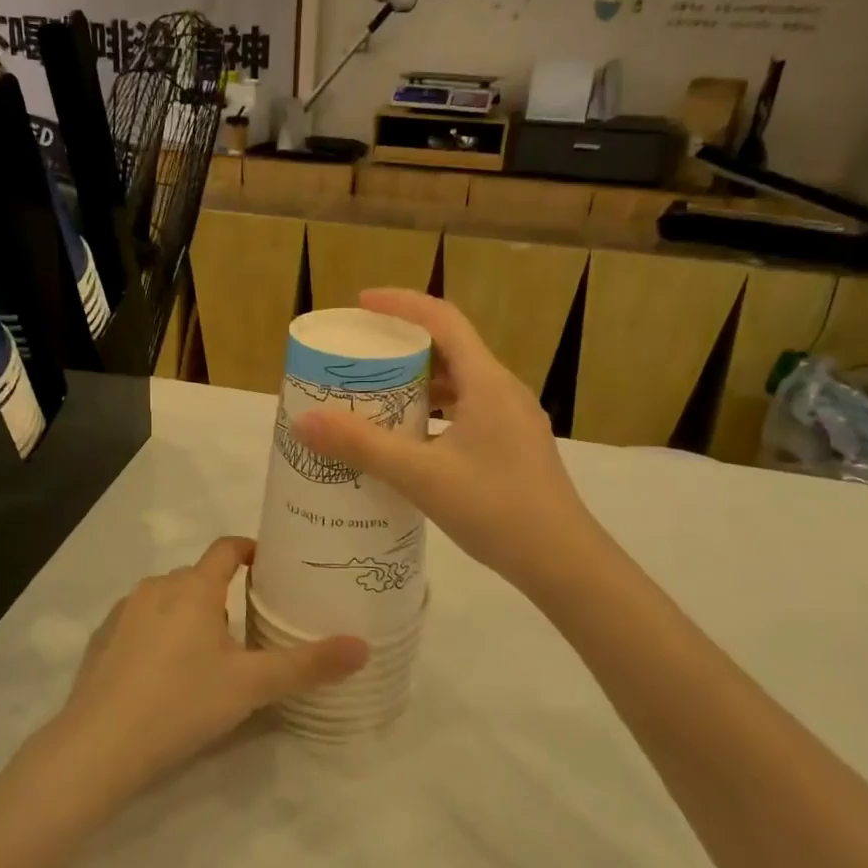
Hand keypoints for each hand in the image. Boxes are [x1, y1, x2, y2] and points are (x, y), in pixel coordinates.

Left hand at [51, 538, 365, 798]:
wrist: (98, 747)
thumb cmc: (182, 703)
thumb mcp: (252, 686)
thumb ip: (308, 665)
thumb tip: (363, 647)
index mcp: (194, 588)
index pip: (227, 548)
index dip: (251, 550)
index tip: (271, 567)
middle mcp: (157, 588)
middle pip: (199, 578)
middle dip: (225, 595)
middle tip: (251, 627)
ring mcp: (124, 613)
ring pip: (168, 601)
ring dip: (191, 616)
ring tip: (211, 655)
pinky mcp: (101, 640)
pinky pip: (140, 624)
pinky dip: (159, 636)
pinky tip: (165, 676)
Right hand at [292, 290, 598, 593]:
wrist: (563, 562)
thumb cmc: (496, 509)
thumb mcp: (421, 476)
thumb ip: (363, 446)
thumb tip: (304, 420)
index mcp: (488, 382)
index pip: (443, 319)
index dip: (401, 304)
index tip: (361, 305)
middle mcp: (504, 391)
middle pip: (451, 349)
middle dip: (404, 346)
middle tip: (362, 357)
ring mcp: (513, 420)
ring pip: (461, 384)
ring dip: (420, 383)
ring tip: (378, 396)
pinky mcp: (514, 447)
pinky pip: (468, 412)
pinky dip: (436, 413)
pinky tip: (411, 442)